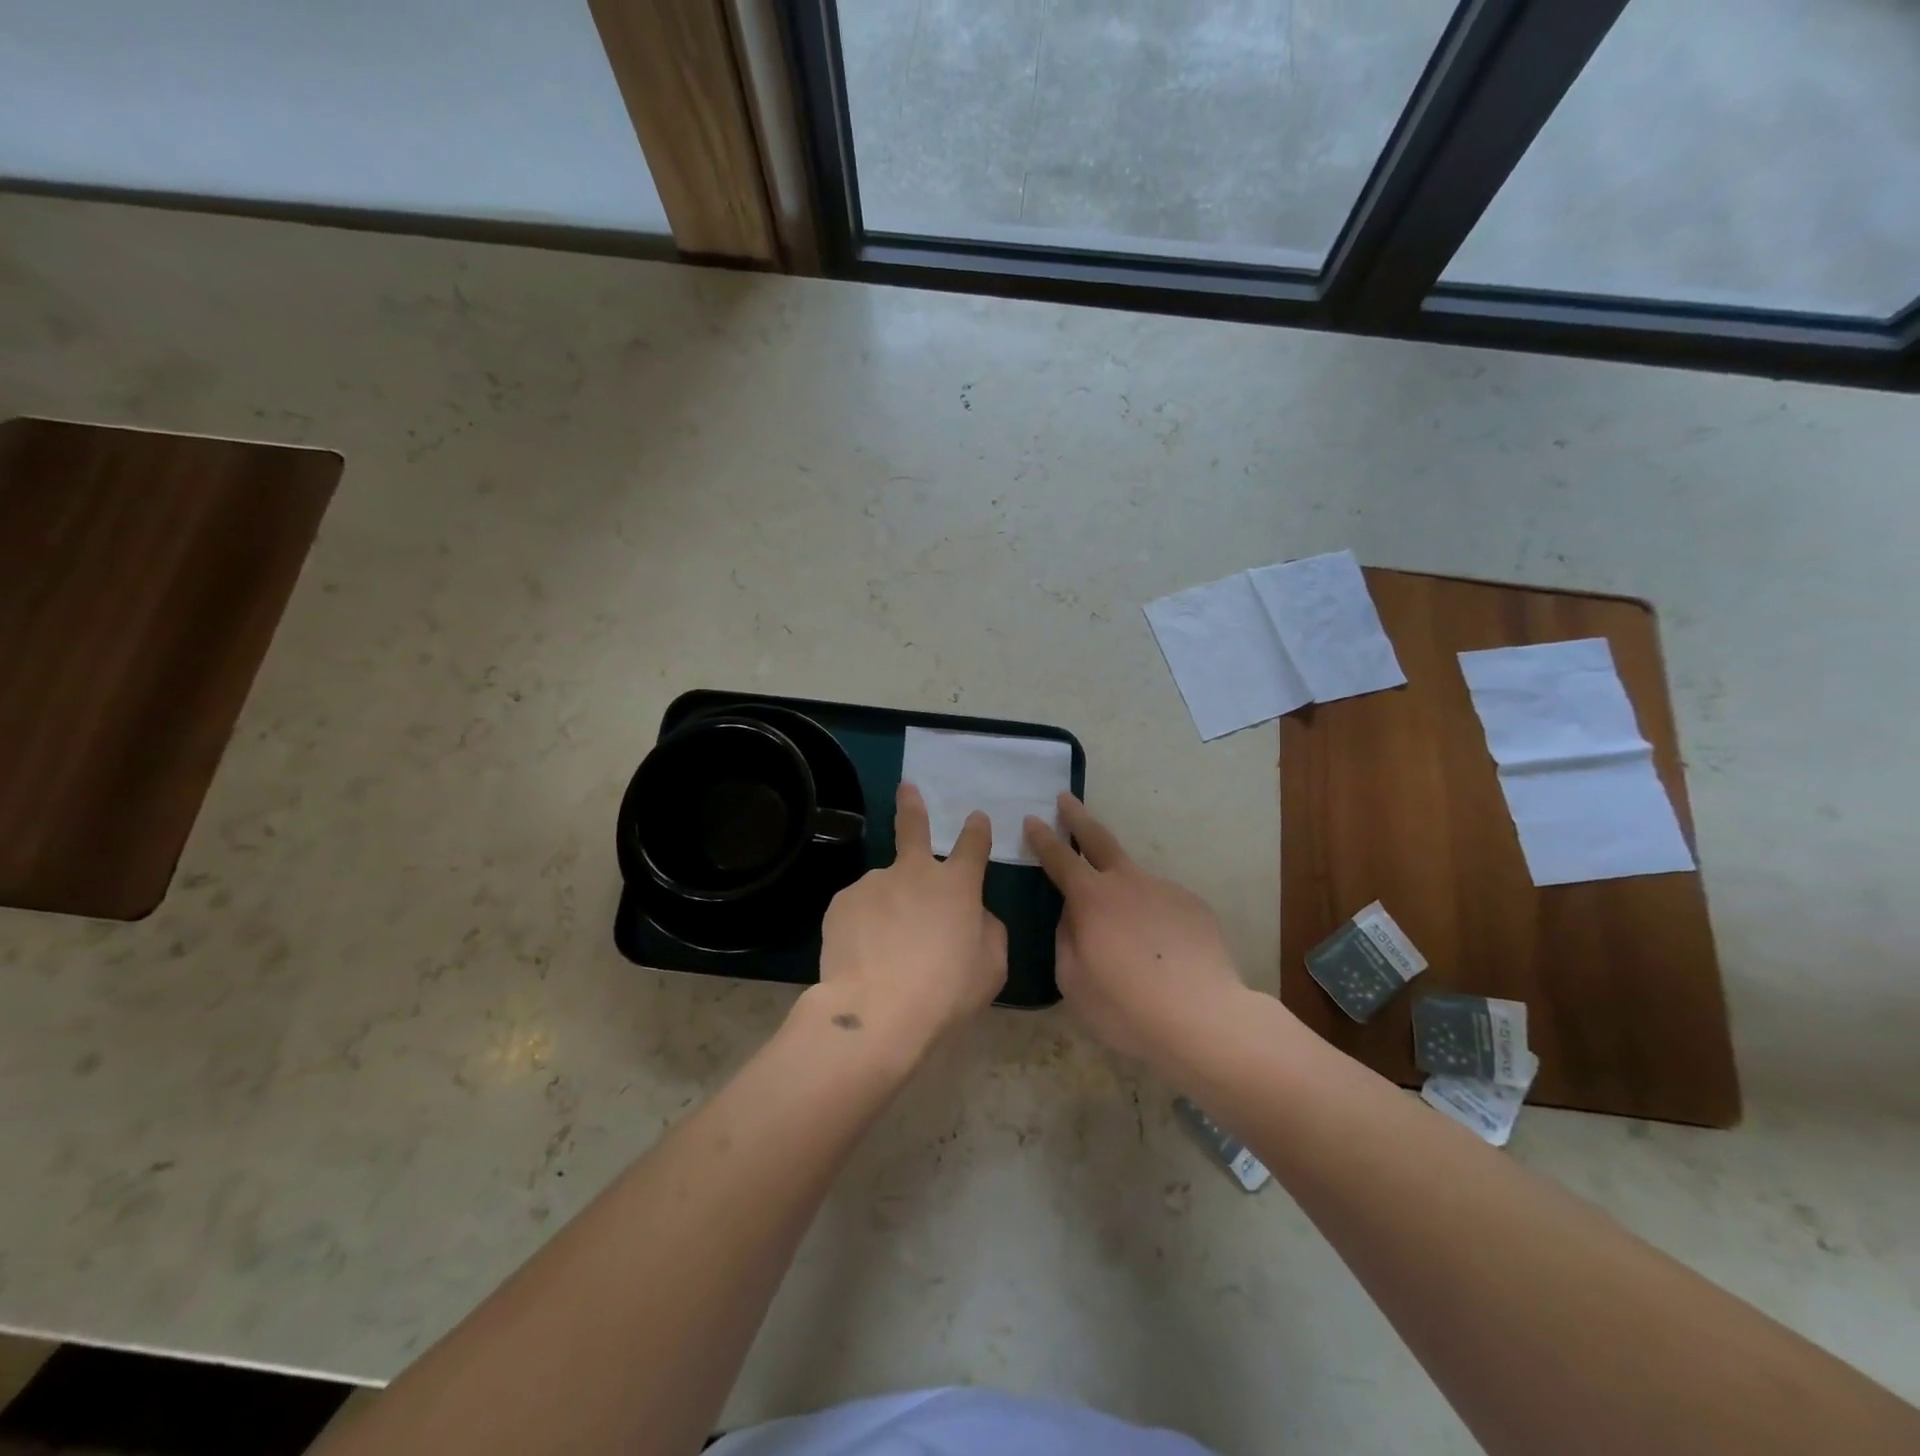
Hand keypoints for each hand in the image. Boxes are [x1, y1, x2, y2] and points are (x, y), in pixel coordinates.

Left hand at [814, 783, 1007, 1056]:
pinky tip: (862, 954)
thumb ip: (986, 929)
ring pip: (884, 888)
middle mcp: (914, 873)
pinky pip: (858, 910)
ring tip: (883, 950)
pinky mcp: (842, 902)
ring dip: (887, 905)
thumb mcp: (990, 966)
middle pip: (912, 827)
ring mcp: (874, 883)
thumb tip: (974, 914)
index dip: (977, 830)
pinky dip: (862, 925)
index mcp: (956, 886)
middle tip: (906, 787)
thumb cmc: (945, 992)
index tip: (976, 818)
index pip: (973, 846)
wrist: (877, 1011)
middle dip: (912, 805)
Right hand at [1025, 794, 1246, 1069]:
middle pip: (1099, 839)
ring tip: (1127, 935)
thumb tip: (1072, 915)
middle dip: (1078, 817)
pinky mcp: (1194, 906)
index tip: (1032, 819)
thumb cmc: (1125, 1006)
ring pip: (1135, 881)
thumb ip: (1066, 938)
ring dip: (1123, 892)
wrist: (1202, 1018)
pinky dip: (1153, 918)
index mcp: (1091, 898)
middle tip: (1066, 799)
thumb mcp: (1073, 979)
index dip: (1043, 838)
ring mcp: (1165, 889)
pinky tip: (1160, 950)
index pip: (1059, 858)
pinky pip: (1163, 905)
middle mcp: (1128, 882)